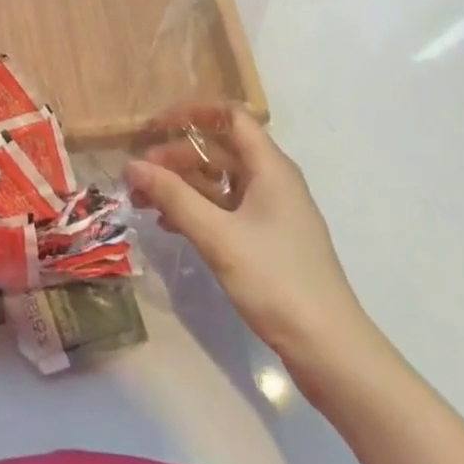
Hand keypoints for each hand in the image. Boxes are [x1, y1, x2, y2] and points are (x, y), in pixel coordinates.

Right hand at [126, 105, 379, 380]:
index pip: (230, 116)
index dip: (192, 113)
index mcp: (270, 168)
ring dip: (182, 185)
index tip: (156, 127)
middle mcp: (273, 181)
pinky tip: (170, 225)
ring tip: (145, 200)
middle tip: (140, 175)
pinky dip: (197, 210)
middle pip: (219, 150)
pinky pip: (226, 209)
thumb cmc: (276, 280)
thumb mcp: (218, 236)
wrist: (330, 350)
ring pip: (220, 182)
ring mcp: (272, 213)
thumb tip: (132, 165)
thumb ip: (173, 196)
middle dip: (177, 157)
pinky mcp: (268, 241)